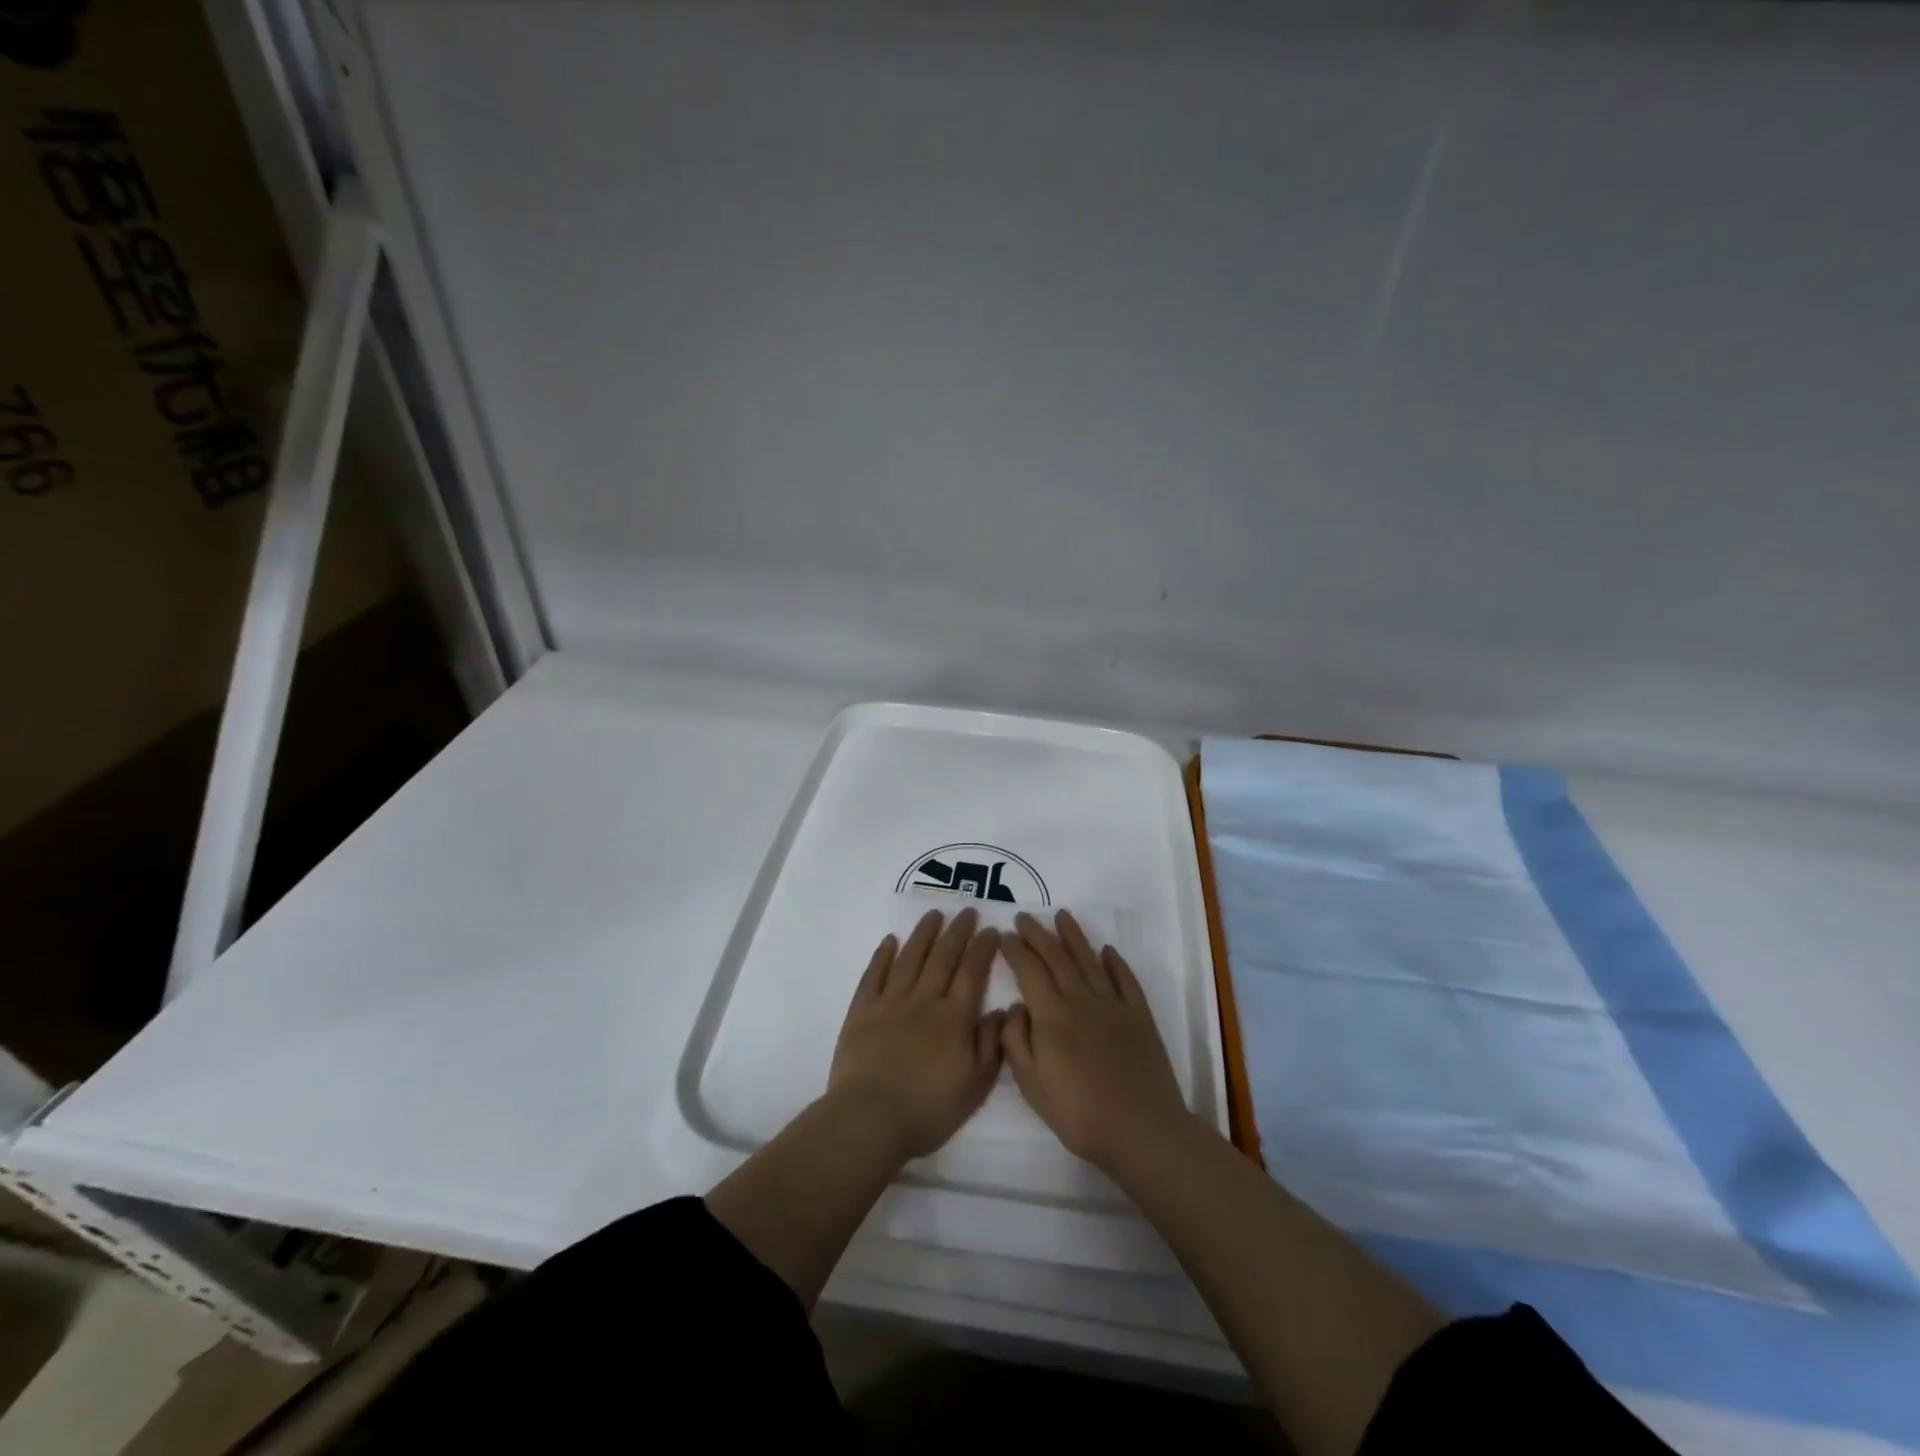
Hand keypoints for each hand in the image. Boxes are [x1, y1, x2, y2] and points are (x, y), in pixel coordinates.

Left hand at [828, 908, 1003, 1159]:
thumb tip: (1003, 1010)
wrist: (870, 1118)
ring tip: (933, 914)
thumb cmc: (928, 1108)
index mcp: (954, 1017)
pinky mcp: (862, 1012)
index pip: (972, 972)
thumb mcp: (975, 1085)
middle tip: (967, 911)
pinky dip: (882, 956)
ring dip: (923, 934)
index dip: (983, 948)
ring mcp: (890, 1003)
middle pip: (943, 957)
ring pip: (910, 958)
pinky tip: (890, 941)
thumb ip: (991, 1044)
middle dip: (957, 932)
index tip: (991, 930)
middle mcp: (924, 1000)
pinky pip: (874, 975)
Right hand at [1000, 910, 1191, 1170]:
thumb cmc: (1078, 1113)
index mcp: (1051, 1015)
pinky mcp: (1139, 1016)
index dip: (1015, 950)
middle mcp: (1081, 999)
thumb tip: (1015, 1007)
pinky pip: (1125, 980)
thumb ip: (1016, 1041)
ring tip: (1063, 916)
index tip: (1005, 935)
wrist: (1141, 1129)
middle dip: (1038, 934)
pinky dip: (1115, 962)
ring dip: (1074, 936)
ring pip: (1089, 961)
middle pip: (1057, 958)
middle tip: (1025, 916)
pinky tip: (1107, 950)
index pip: (1029, 971)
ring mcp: (1113, 1005)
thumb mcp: (1031, 1084)